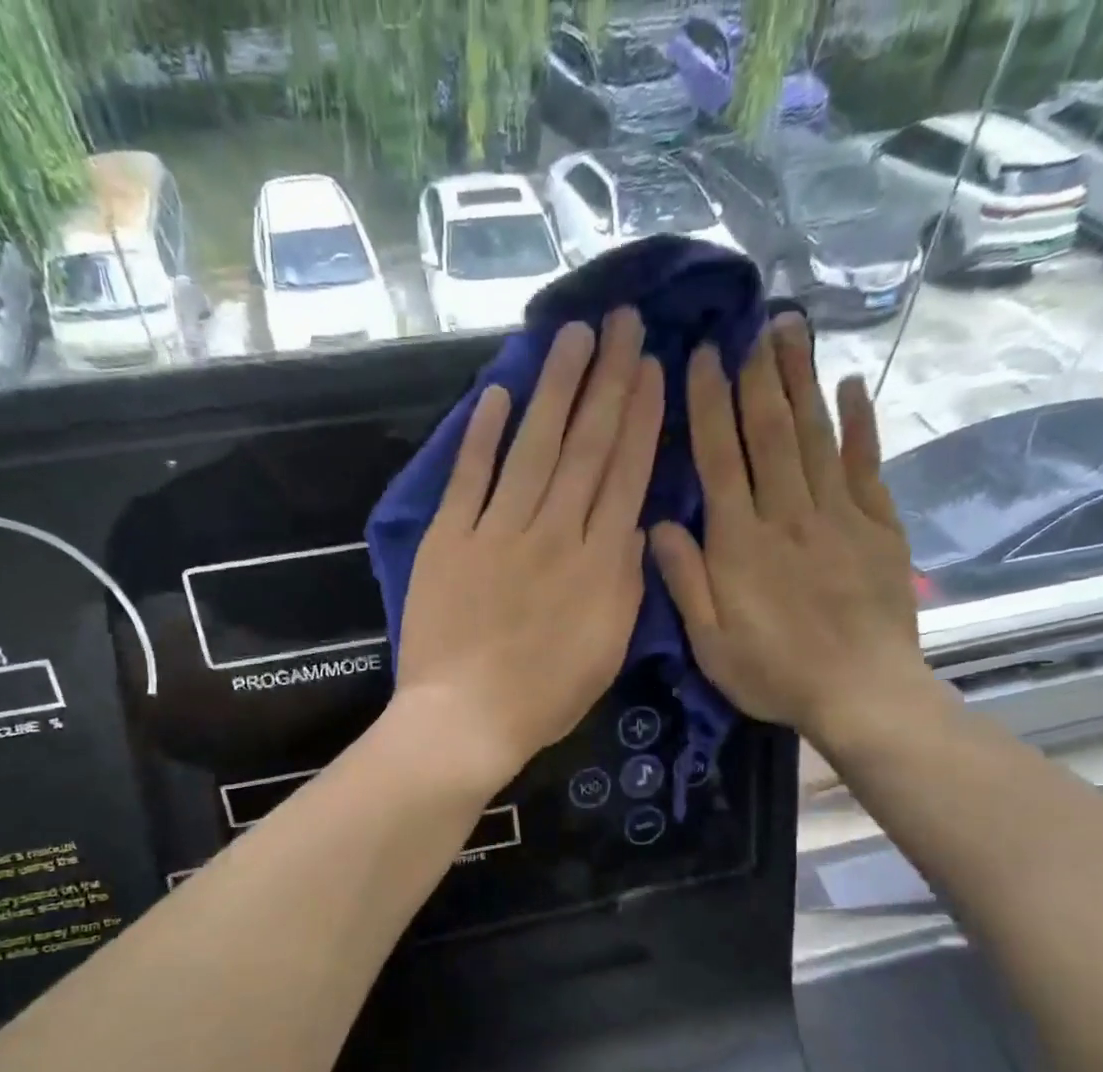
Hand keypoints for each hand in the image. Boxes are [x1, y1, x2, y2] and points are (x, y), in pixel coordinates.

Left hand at [395, 309, 663, 786]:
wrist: (466, 718)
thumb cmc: (544, 697)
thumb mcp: (609, 648)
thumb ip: (626, 582)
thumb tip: (635, 524)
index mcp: (599, 563)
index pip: (626, 473)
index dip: (641, 416)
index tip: (653, 366)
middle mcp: (554, 532)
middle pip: (586, 445)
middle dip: (608, 379)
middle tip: (623, 322)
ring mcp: (497, 531)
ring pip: (533, 446)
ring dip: (554, 387)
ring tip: (573, 336)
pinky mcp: (449, 538)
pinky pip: (469, 476)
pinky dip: (482, 434)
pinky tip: (498, 391)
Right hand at [649, 314, 939, 754]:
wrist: (861, 692)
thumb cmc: (773, 673)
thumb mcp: (709, 642)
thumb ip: (684, 580)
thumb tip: (657, 524)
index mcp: (739, 543)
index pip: (719, 459)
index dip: (709, 406)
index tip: (703, 357)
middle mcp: (788, 515)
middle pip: (771, 433)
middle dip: (758, 376)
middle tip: (753, 324)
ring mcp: (838, 516)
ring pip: (816, 436)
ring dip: (802, 381)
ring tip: (793, 331)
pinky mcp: (878, 527)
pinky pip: (866, 465)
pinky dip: (859, 424)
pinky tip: (850, 388)